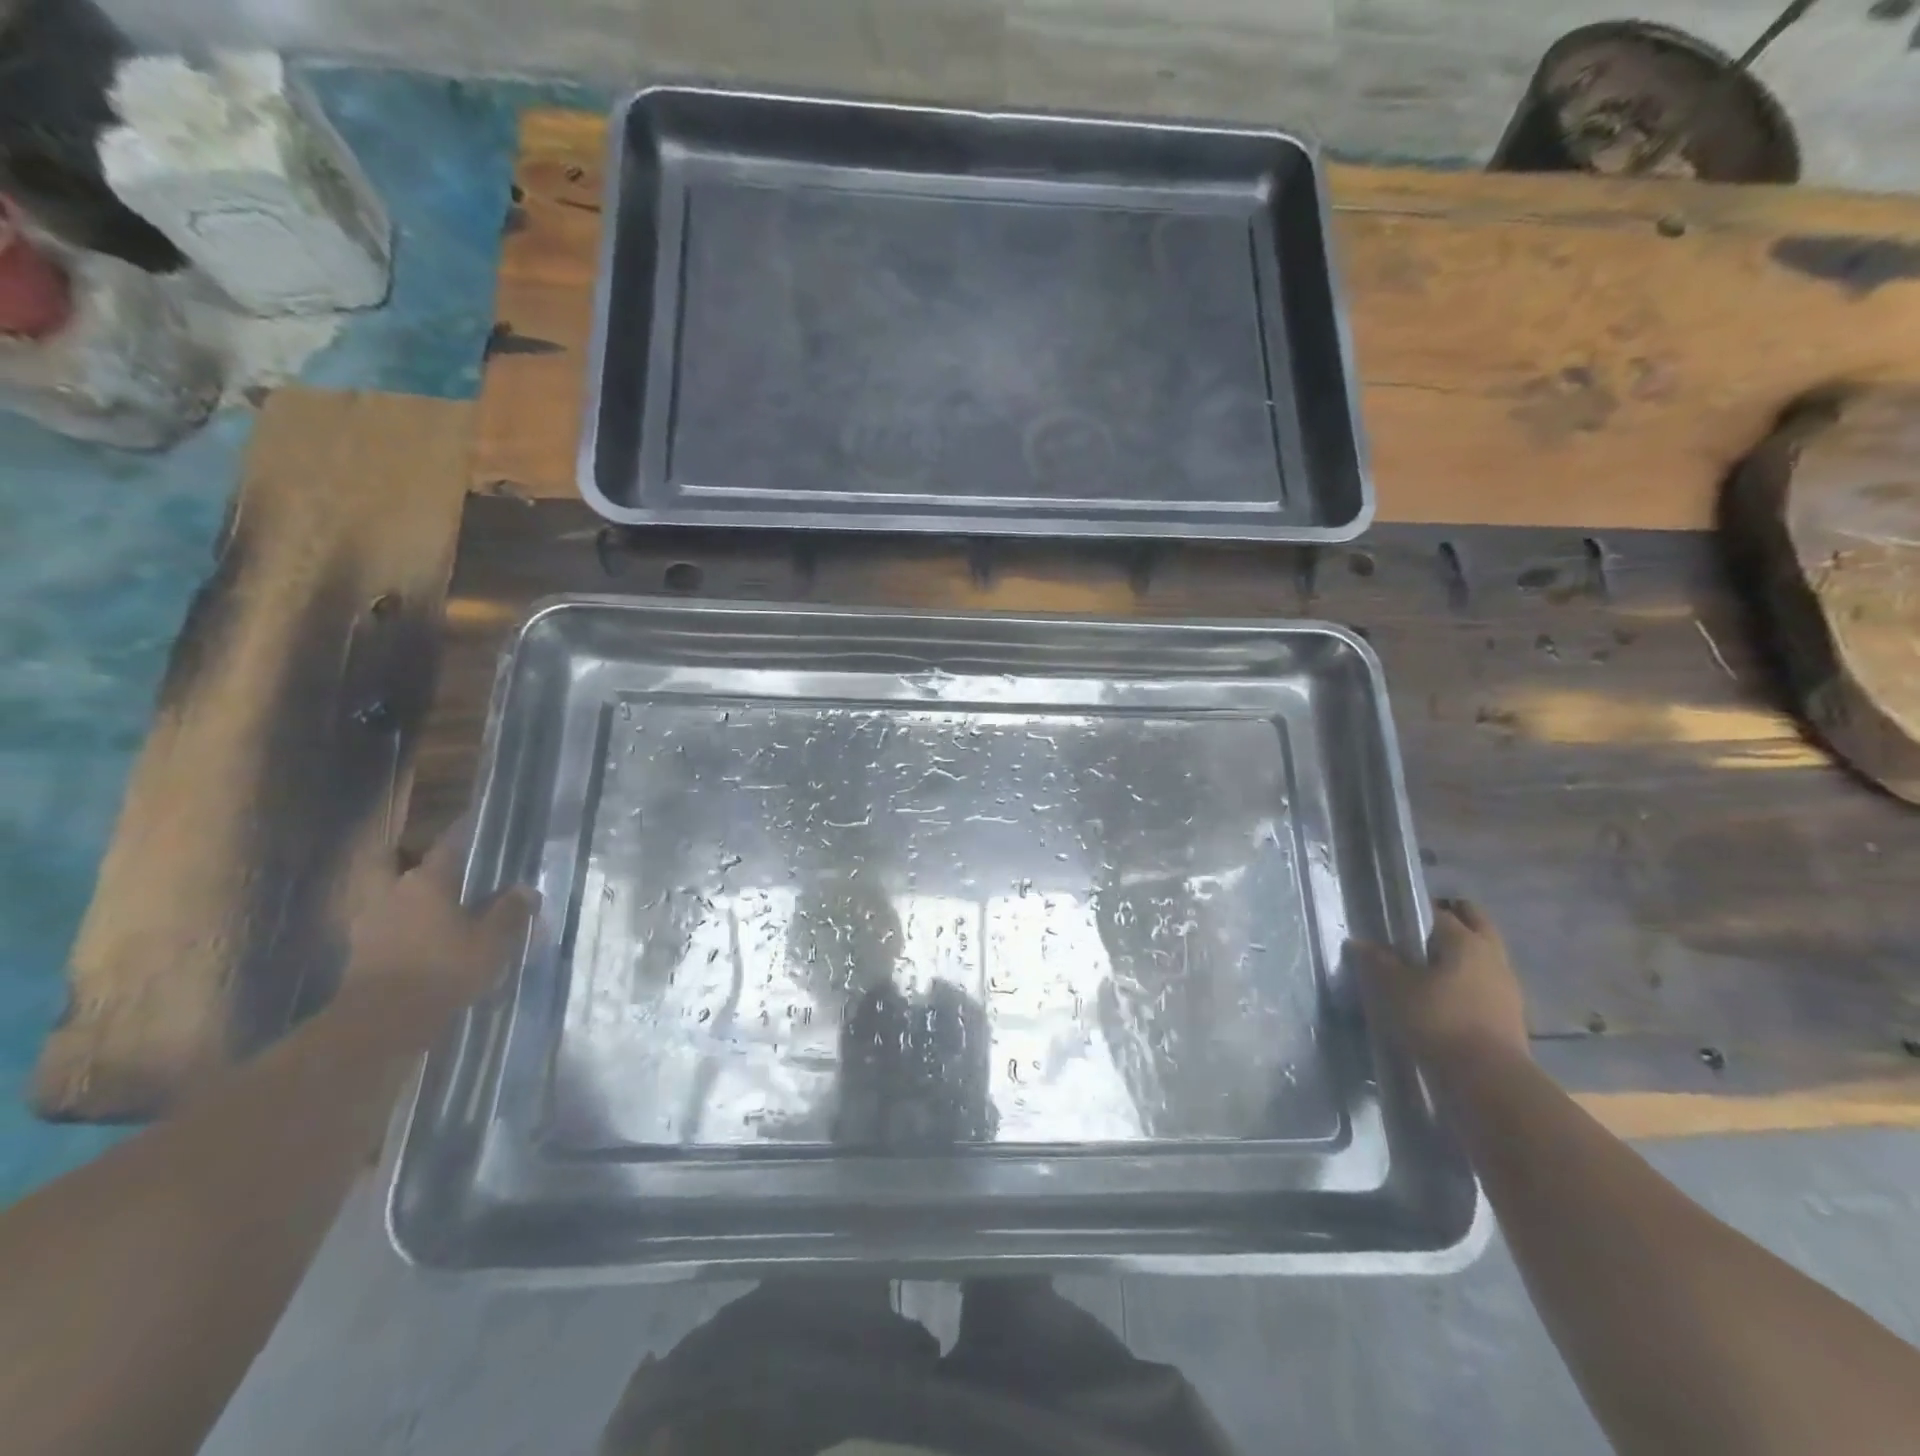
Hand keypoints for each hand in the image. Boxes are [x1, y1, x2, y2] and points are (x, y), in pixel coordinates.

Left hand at [345, 823, 538, 1021]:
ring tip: (421, 900)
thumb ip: (510, 911)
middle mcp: (392, 892)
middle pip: (389, 861)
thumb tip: (526, 890)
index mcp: (427, 881)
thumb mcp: (493, 940)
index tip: (473, 820)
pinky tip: (409, 935)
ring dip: (395, 892)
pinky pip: (377, 925)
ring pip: (380, 893)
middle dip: (403, 855)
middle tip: (427, 858)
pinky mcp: (358, 952)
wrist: (382, 1021)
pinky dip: (390, 924)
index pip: (448, 845)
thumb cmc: (444, 968)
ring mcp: (369, 922)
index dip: (462, 831)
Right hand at [1349, 898, 1528, 1068]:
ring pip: (1484, 954)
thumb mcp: (1394, 988)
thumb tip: (1360, 942)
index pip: (1438, 912)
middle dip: (1452, 920)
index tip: (1394, 921)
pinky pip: (1486, 982)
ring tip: (1429, 966)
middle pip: (1475, 923)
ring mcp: (1506, 985)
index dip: (1414, 912)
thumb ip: (1377, 961)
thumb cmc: (1438, 1020)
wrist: (1488, 1079)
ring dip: (1462, 953)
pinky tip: (1446, 994)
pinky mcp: (1510, 1013)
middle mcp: (1491, 955)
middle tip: (1419, 932)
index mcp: (1464, 940)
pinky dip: (1469, 980)